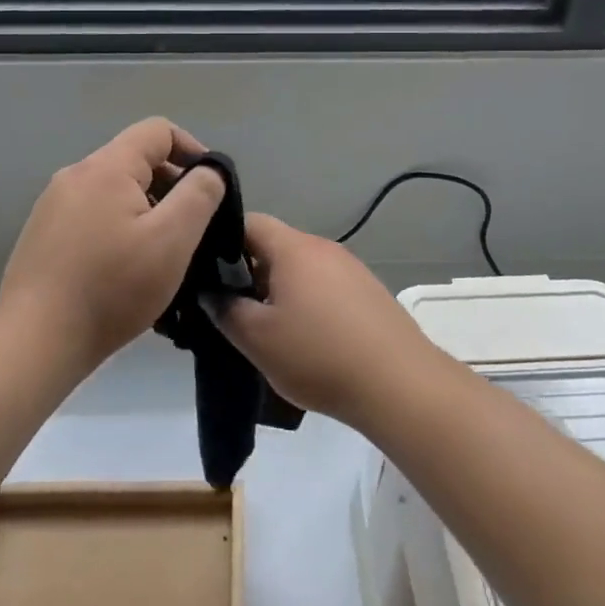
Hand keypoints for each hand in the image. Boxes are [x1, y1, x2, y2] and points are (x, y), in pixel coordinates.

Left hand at [0, 117, 225, 368]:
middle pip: (135, 160)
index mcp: (106, 167)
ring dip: (146, 210)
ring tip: (162, 254)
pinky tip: (125, 270)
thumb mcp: (172, 239)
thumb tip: (210, 171)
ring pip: (114, 191)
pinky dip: (119, 227)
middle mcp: (75, 175)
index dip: (192, 150)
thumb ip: (199, 194)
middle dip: (170, 185)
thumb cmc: (112, 287)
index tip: (210, 189)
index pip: (158, 130)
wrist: (35, 342)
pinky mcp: (43, 235)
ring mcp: (53, 205)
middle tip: (191, 230)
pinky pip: (93, 215)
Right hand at [212, 214, 441, 427]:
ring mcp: (350, 268)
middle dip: (249, 272)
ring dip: (280, 289)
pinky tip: (307, 337)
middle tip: (233, 308)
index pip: (249, 222)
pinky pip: (325, 285)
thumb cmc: (318, 355)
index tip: (207, 272)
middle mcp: (323, 247)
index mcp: (293, 248)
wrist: (398, 383)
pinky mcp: (368, 291)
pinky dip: (308, 301)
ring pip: (301, 268)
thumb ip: (226, 310)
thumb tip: (211, 292)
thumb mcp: (257, 338)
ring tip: (268, 328)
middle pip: (275, 246)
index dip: (221, 241)